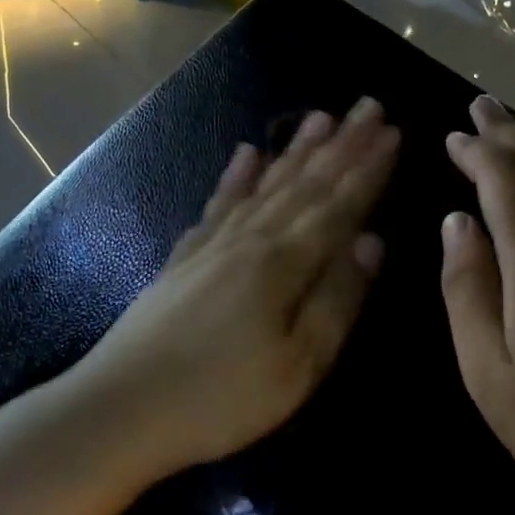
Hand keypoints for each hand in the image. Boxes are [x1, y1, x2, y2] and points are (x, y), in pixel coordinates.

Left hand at [72, 98, 400, 475]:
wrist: (121, 407)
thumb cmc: (221, 398)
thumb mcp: (298, 365)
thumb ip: (337, 299)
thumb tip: (372, 241)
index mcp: (283, 263)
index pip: (338, 205)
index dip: (368, 170)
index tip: (393, 132)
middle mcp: (250, 239)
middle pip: (304, 184)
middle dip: (341, 145)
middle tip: (367, 106)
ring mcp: (213, 244)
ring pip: (265, 184)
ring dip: (296, 150)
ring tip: (320, 117)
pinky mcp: (185, 256)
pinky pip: (219, 203)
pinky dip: (235, 176)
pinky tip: (245, 153)